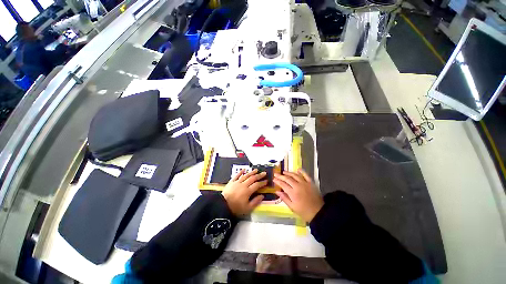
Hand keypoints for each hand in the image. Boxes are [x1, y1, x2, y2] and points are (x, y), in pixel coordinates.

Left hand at [222, 169, 266, 215]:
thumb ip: (255, 202)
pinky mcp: (231, 182)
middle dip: (259, 175)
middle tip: (264, 173)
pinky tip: (244, 170)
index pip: (257, 185)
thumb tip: (262, 196)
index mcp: (248, 191)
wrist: (222, 206)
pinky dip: (240, 172)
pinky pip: (236, 175)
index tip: (266, 181)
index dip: (262, 183)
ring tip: (256, 170)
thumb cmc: (236, 208)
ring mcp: (237, 182)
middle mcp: (243, 185)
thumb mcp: (247, 208)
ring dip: (251, 172)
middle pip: (252, 178)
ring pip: (246, 175)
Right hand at [274, 169, 323, 222]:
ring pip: (295, 175)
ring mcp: (305, 183)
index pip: (283, 185)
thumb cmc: (304, 212)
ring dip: (289, 173)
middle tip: (276, 174)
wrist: (319, 213)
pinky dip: (302, 171)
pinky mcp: (311, 183)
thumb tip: (277, 191)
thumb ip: (284, 198)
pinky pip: (306, 175)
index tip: (274, 179)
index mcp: (293, 193)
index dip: (278, 181)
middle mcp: (298, 186)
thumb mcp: (292, 207)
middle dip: (281, 176)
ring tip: (284, 172)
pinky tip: (298, 169)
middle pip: (287, 179)